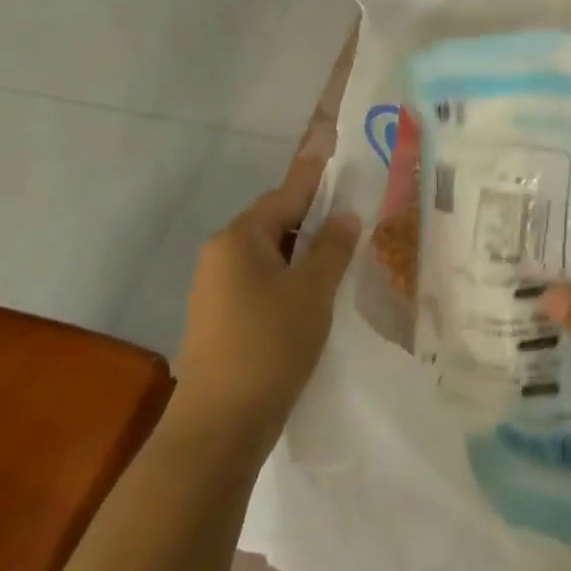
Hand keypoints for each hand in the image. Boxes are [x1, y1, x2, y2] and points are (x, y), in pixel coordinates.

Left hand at [176, 156, 360, 434]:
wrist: (220, 423)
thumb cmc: (270, 344)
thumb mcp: (313, 291)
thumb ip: (332, 248)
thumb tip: (345, 217)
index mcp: (240, 239)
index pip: (286, 194)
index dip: (315, 175)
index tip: (332, 147)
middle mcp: (221, 255)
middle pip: (276, 222)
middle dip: (314, 219)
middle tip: (354, 217)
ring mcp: (216, 288)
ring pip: (270, 255)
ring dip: (303, 252)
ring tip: (342, 257)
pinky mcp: (220, 318)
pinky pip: (261, 281)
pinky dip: (289, 278)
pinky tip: (315, 295)